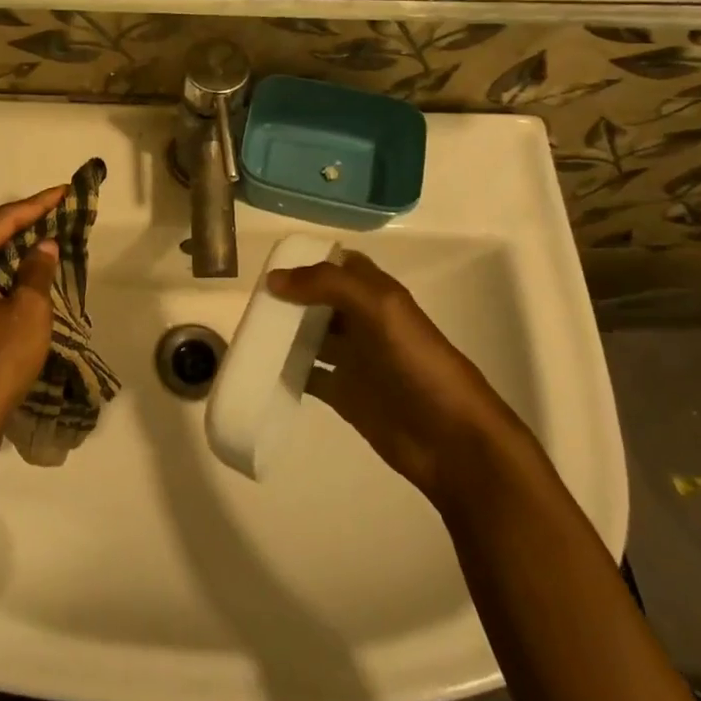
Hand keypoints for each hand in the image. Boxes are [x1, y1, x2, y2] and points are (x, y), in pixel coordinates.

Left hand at [0, 187, 64, 442]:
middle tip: (57, 208)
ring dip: (13, 243)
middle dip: (22, 220)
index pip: (0, 221)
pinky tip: (25, 267)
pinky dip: (3, 266)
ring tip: (46, 230)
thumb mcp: (29, 308)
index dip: (36, 205)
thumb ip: (37, 269)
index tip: (63, 191)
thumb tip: (43, 245)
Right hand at [268, 252, 514, 498]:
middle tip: (252, 300)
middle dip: (289, 296)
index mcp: (377, 295)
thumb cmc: (418, 364)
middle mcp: (364, 322)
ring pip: (311, 336)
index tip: (272, 265)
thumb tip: (274, 280)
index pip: (340, 265)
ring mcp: (354, 359)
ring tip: (248, 329)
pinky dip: (286, 370)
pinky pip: (308, 374)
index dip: (310, 261)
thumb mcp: (379, 308)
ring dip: (284, 332)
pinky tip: (261, 367)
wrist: (451, 439)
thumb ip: (328, 285)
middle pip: (320, 300)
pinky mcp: (344, 394)